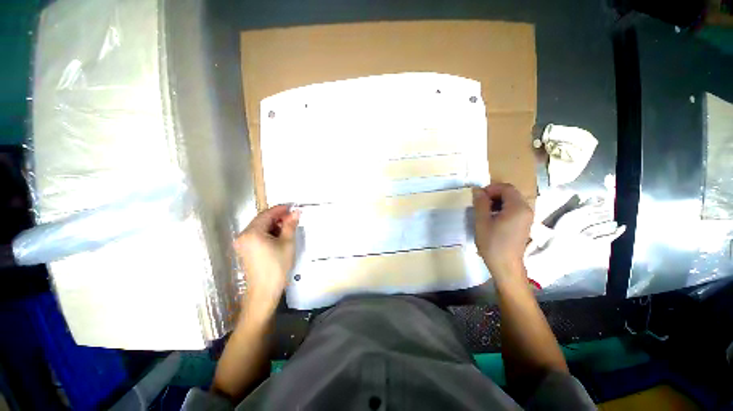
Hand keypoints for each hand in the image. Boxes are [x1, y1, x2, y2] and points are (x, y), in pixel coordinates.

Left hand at [235, 205, 299, 318]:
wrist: (264, 291)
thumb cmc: (277, 266)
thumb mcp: (287, 243)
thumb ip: (290, 225)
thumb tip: (296, 212)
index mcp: (252, 232)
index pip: (267, 214)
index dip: (281, 209)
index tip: (293, 207)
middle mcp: (243, 235)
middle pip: (262, 219)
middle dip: (278, 217)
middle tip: (293, 218)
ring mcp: (243, 243)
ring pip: (260, 227)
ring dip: (274, 225)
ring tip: (289, 227)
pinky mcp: (245, 250)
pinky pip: (257, 235)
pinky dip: (269, 233)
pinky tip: (280, 236)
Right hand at [472, 184, 532, 281]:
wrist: (505, 265)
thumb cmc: (492, 243)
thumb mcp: (482, 222)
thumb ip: (480, 203)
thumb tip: (477, 189)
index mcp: (518, 208)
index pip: (506, 188)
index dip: (491, 189)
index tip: (478, 197)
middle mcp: (526, 209)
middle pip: (510, 193)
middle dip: (494, 194)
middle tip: (479, 203)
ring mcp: (527, 217)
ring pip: (512, 201)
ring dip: (497, 201)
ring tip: (484, 211)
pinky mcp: (525, 224)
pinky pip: (514, 209)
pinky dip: (503, 208)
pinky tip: (492, 218)